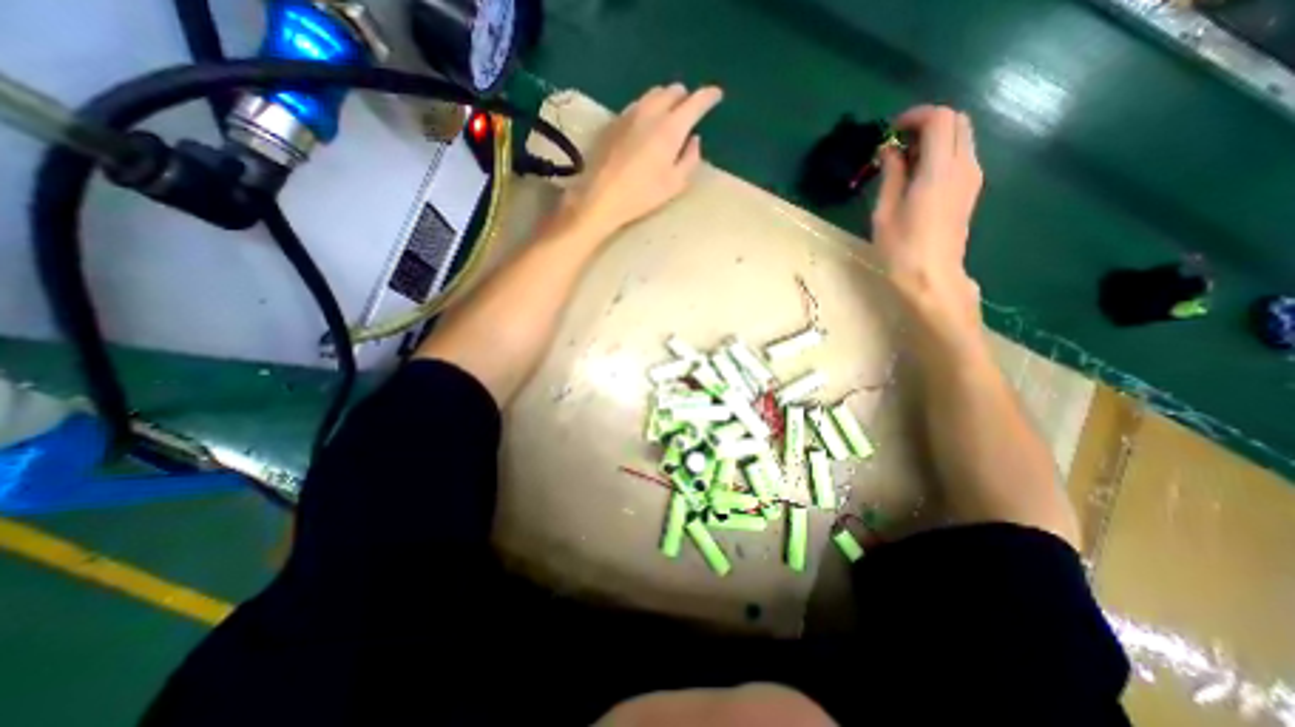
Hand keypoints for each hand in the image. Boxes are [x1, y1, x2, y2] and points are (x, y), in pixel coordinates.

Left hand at [556, 83, 722, 238]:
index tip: (716, 96)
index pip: (695, 101)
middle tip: (690, 111)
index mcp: (671, 127)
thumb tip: (694, 140)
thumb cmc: (642, 194)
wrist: (601, 196)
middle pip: (673, 90)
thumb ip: (690, 159)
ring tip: (668, 116)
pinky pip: (637, 104)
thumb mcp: (675, 183)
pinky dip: (648, 108)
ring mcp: (629, 113)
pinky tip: (646, 125)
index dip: (709, 96)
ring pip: (653, 94)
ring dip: (666, 99)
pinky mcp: (614, 121)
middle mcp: (651, 112)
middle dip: (686, 97)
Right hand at [874, 103, 988, 319]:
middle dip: (928, 123)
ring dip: (936, 138)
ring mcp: (972, 177)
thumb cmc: (901, 248)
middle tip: (899, 143)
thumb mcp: (885, 212)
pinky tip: (918, 176)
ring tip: (905, 162)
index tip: (892, 129)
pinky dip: (942, 153)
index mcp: (939, 170)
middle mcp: (964, 166)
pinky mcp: (971, 190)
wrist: (932, 277)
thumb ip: (891, 175)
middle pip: (957, 121)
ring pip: (962, 137)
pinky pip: (962, 156)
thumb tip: (890, 150)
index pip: (940, 119)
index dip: (916, 116)